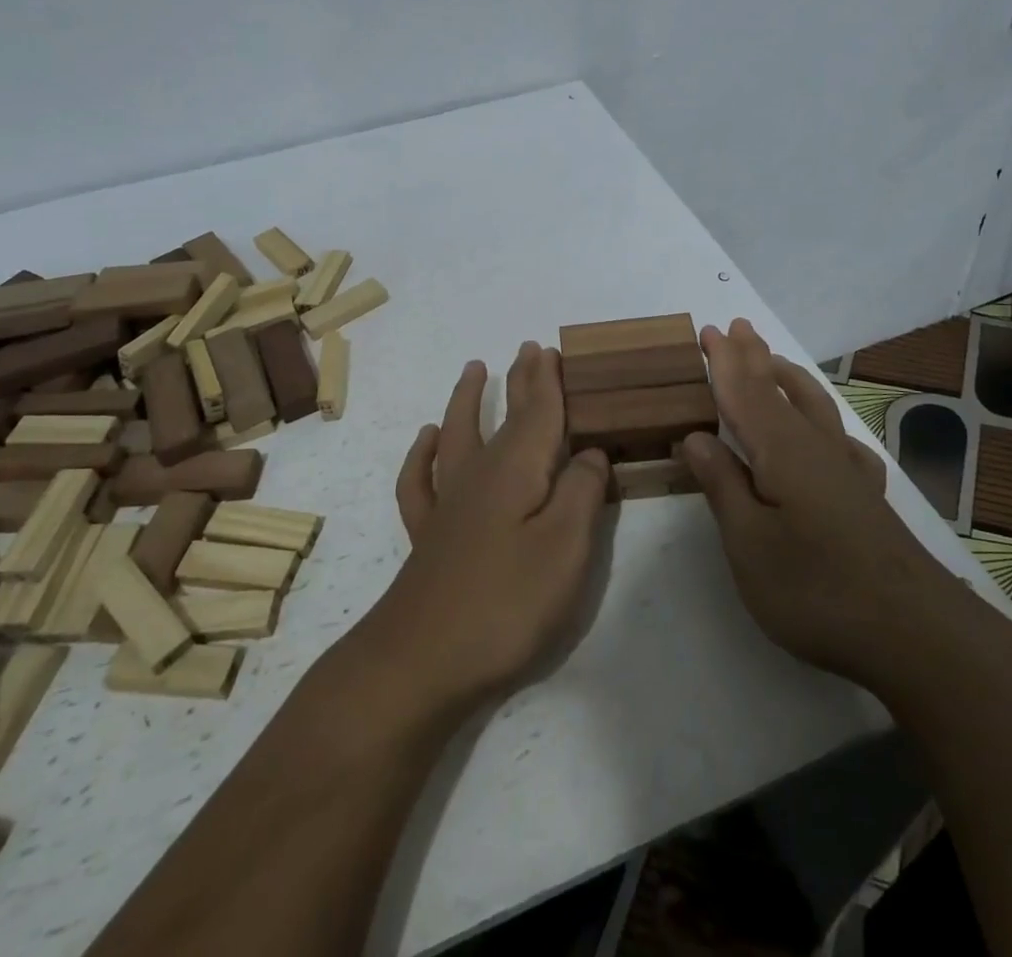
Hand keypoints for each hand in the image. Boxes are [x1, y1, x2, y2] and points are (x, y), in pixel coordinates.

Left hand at [359, 342, 610, 715]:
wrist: (421, 661)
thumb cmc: (505, 604)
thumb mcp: (565, 548)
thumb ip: (582, 492)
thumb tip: (591, 453)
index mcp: (518, 470)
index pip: (539, 412)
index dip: (548, 381)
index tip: (552, 349)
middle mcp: (480, 474)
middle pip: (503, 416)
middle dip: (519, 381)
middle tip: (528, 350)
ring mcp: (448, 503)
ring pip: (458, 434)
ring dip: (468, 400)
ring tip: (473, 369)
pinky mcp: (428, 534)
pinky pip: (420, 480)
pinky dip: (423, 454)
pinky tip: (427, 439)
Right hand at [681, 319, 959, 685]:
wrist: (915, 634)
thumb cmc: (816, 588)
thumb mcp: (749, 543)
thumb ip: (722, 485)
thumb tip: (696, 437)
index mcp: (781, 451)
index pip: (744, 394)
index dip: (724, 363)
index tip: (709, 331)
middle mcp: (816, 448)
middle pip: (780, 390)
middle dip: (756, 358)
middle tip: (738, 327)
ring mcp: (847, 472)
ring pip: (815, 408)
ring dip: (790, 380)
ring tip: (775, 361)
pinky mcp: (867, 498)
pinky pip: (842, 441)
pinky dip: (828, 424)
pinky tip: (831, 435)